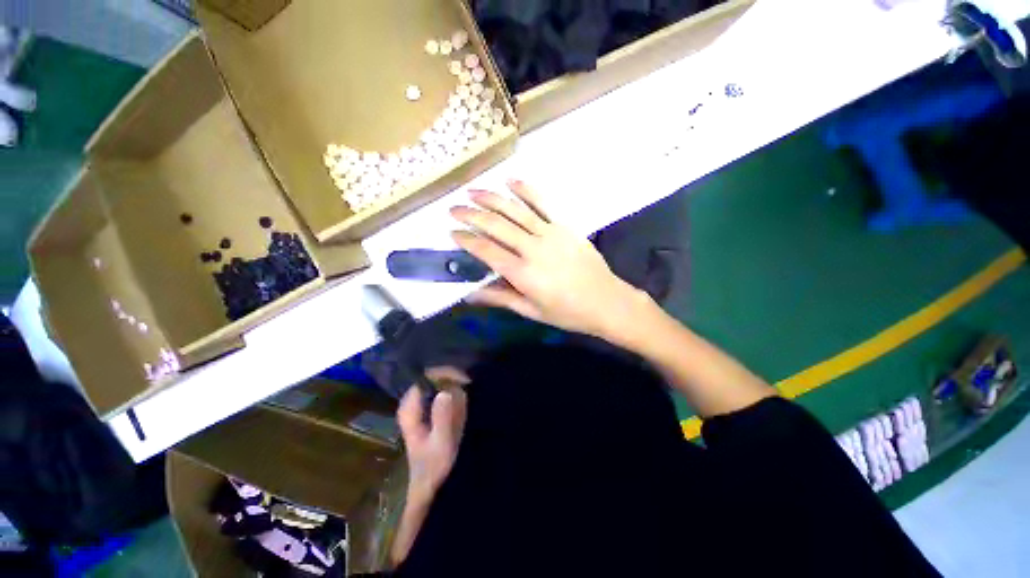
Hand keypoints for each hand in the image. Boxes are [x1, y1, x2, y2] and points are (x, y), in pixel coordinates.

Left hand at [397, 379, 467, 502]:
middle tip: (469, 389)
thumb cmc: (433, 466)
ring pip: (438, 383)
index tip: (464, 380)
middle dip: (452, 380)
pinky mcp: (427, 410)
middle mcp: (412, 402)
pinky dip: (453, 395)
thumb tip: (446, 391)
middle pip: (432, 378)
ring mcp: (419, 405)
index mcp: (409, 408)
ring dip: (454, 388)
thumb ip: (443, 417)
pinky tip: (461, 407)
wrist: (428, 485)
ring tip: (465, 403)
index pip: (426, 377)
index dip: (445, 374)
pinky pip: (442, 392)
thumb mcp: (442, 443)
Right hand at [451, 179, 643, 338]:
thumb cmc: (568, 312)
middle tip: (453, 209)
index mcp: (523, 273)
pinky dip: (526, 190)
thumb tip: (469, 294)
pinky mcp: (565, 226)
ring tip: (472, 191)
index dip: (466, 240)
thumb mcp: (531, 311)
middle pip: (496, 226)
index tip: (451, 232)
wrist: (607, 301)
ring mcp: (551, 233)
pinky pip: (543, 203)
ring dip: (491, 198)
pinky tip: (510, 181)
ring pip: (515, 210)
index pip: (486, 250)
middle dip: (471, 215)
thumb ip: (500, 298)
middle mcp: (533, 248)